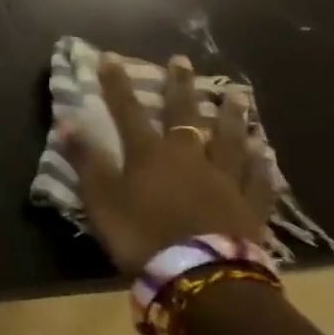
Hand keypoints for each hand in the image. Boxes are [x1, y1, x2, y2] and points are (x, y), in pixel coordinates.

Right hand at [59, 54, 274, 275]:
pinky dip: (261, 164)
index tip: (110, 57)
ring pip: (230, 139)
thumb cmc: (143, 236)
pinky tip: (266, 151)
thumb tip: (66, 120)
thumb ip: (86, 160)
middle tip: (183, 60)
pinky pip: (257, 179)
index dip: (117, 84)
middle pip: (185, 115)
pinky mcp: (250, 206)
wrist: (202, 277)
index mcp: (150, 154)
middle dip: (181, 86)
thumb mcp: (101, 200)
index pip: (128, 111)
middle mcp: (189, 157)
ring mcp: (224, 180)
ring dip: (232, 115)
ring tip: (238, 94)